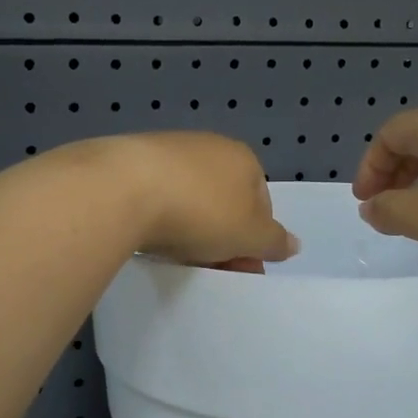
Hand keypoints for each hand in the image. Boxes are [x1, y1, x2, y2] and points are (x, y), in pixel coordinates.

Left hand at [98, 133, 297, 267]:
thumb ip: (273, 241)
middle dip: (222, 236)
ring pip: (190, 198)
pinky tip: (150, 238)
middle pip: (225, 201)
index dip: (255, 239)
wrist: (123, 189)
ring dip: (190, 228)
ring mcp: (168, 150)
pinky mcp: (132, 161)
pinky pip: (157, 196)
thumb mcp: (249, 235)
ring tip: (178, 259)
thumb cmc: (201, 211)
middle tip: (212, 270)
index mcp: (244, 158)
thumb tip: (294, 244)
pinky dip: (158, 217)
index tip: (242, 268)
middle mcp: (209, 146)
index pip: (261, 203)